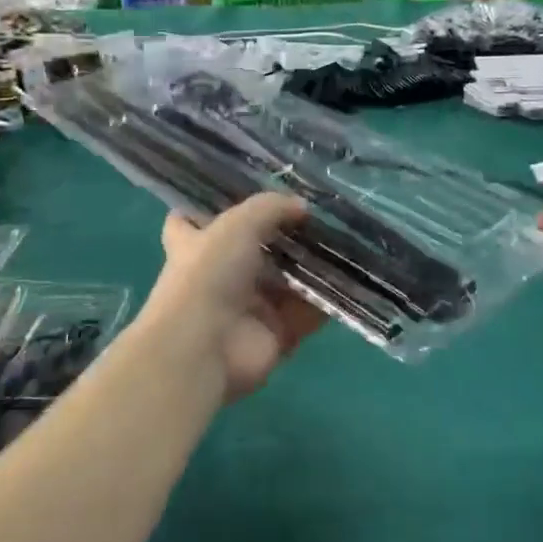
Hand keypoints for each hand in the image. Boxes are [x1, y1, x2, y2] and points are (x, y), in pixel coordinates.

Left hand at [140, 193, 324, 404]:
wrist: (204, 348)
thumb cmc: (208, 274)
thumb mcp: (237, 224)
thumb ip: (271, 208)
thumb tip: (302, 206)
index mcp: (195, 246)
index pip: (191, 222)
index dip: (210, 208)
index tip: (240, 193)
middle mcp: (219, 276)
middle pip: (252, 251)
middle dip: (282, 235)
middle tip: (318, 215)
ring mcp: (248, 308)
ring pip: (286, 281)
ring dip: (312, 266)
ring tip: (344, 241)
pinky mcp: (274, 335)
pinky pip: (307, 313)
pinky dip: (327, 300)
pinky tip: (351, 278)